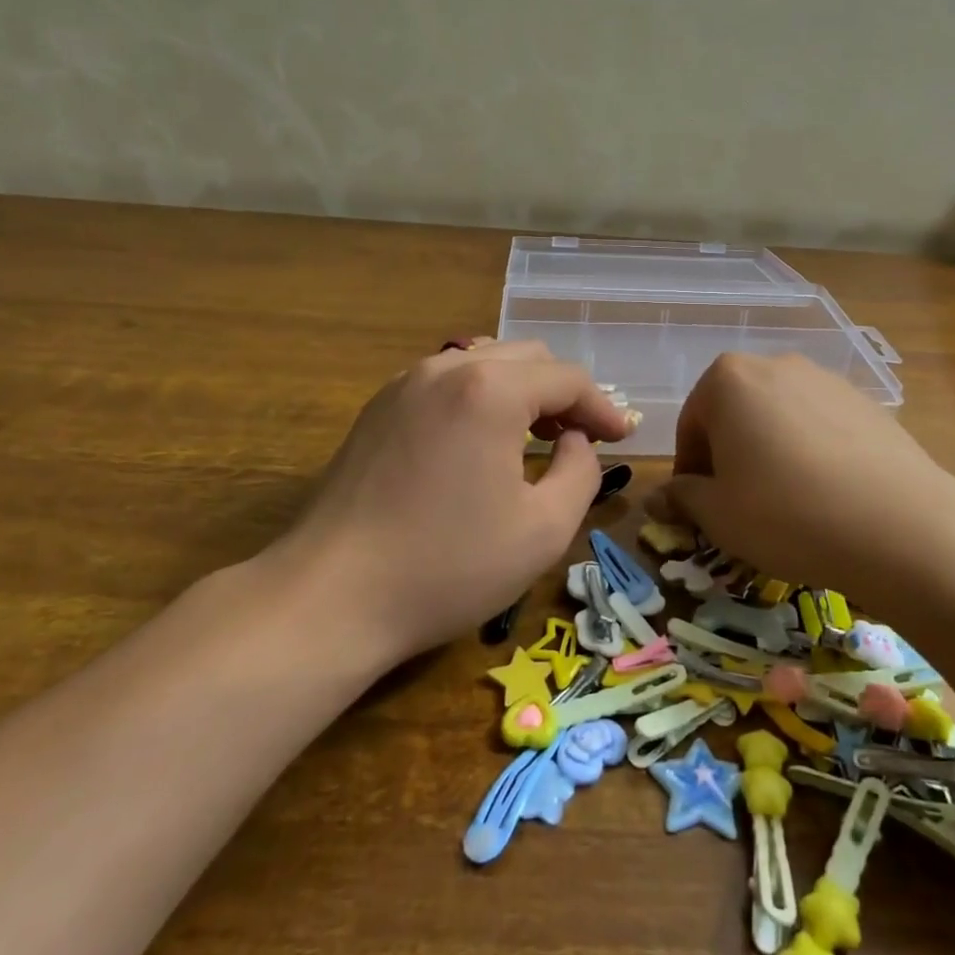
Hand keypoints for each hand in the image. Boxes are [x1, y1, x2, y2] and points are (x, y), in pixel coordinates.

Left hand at [263, 340, 633, 666]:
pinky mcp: (379, 407)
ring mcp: (406, 383)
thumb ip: (581, 472)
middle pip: (527, 358)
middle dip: (563, 393)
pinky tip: (483, 442)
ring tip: (538, 437)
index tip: (623, 438)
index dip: (602, 407)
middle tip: (583, 438)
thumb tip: (575, 442)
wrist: (331, 596)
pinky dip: (481, 398)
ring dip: (522, 392)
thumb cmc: (448, 566)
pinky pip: (448, 383)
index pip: (567, 379)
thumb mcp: (543, 529)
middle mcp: (447, 368)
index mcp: (491, 389)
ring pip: (484, 363)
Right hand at [649, 353, 954, 608]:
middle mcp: (775, 365)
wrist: (899, 526)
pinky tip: (828, 495)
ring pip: (779, 417)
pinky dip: (812, 452)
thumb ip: (682, 497)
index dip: (690, 470)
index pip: (691, 424)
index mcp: (728, 380)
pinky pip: (821, 425)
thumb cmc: (786, 514)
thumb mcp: (718, 514)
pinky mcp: (867, 402)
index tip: (701, 507)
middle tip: (741, 504)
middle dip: (730, 455)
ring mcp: (826, 379)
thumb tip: (658, 497)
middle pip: (735, 412)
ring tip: (788, 502)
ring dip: (771, 451)